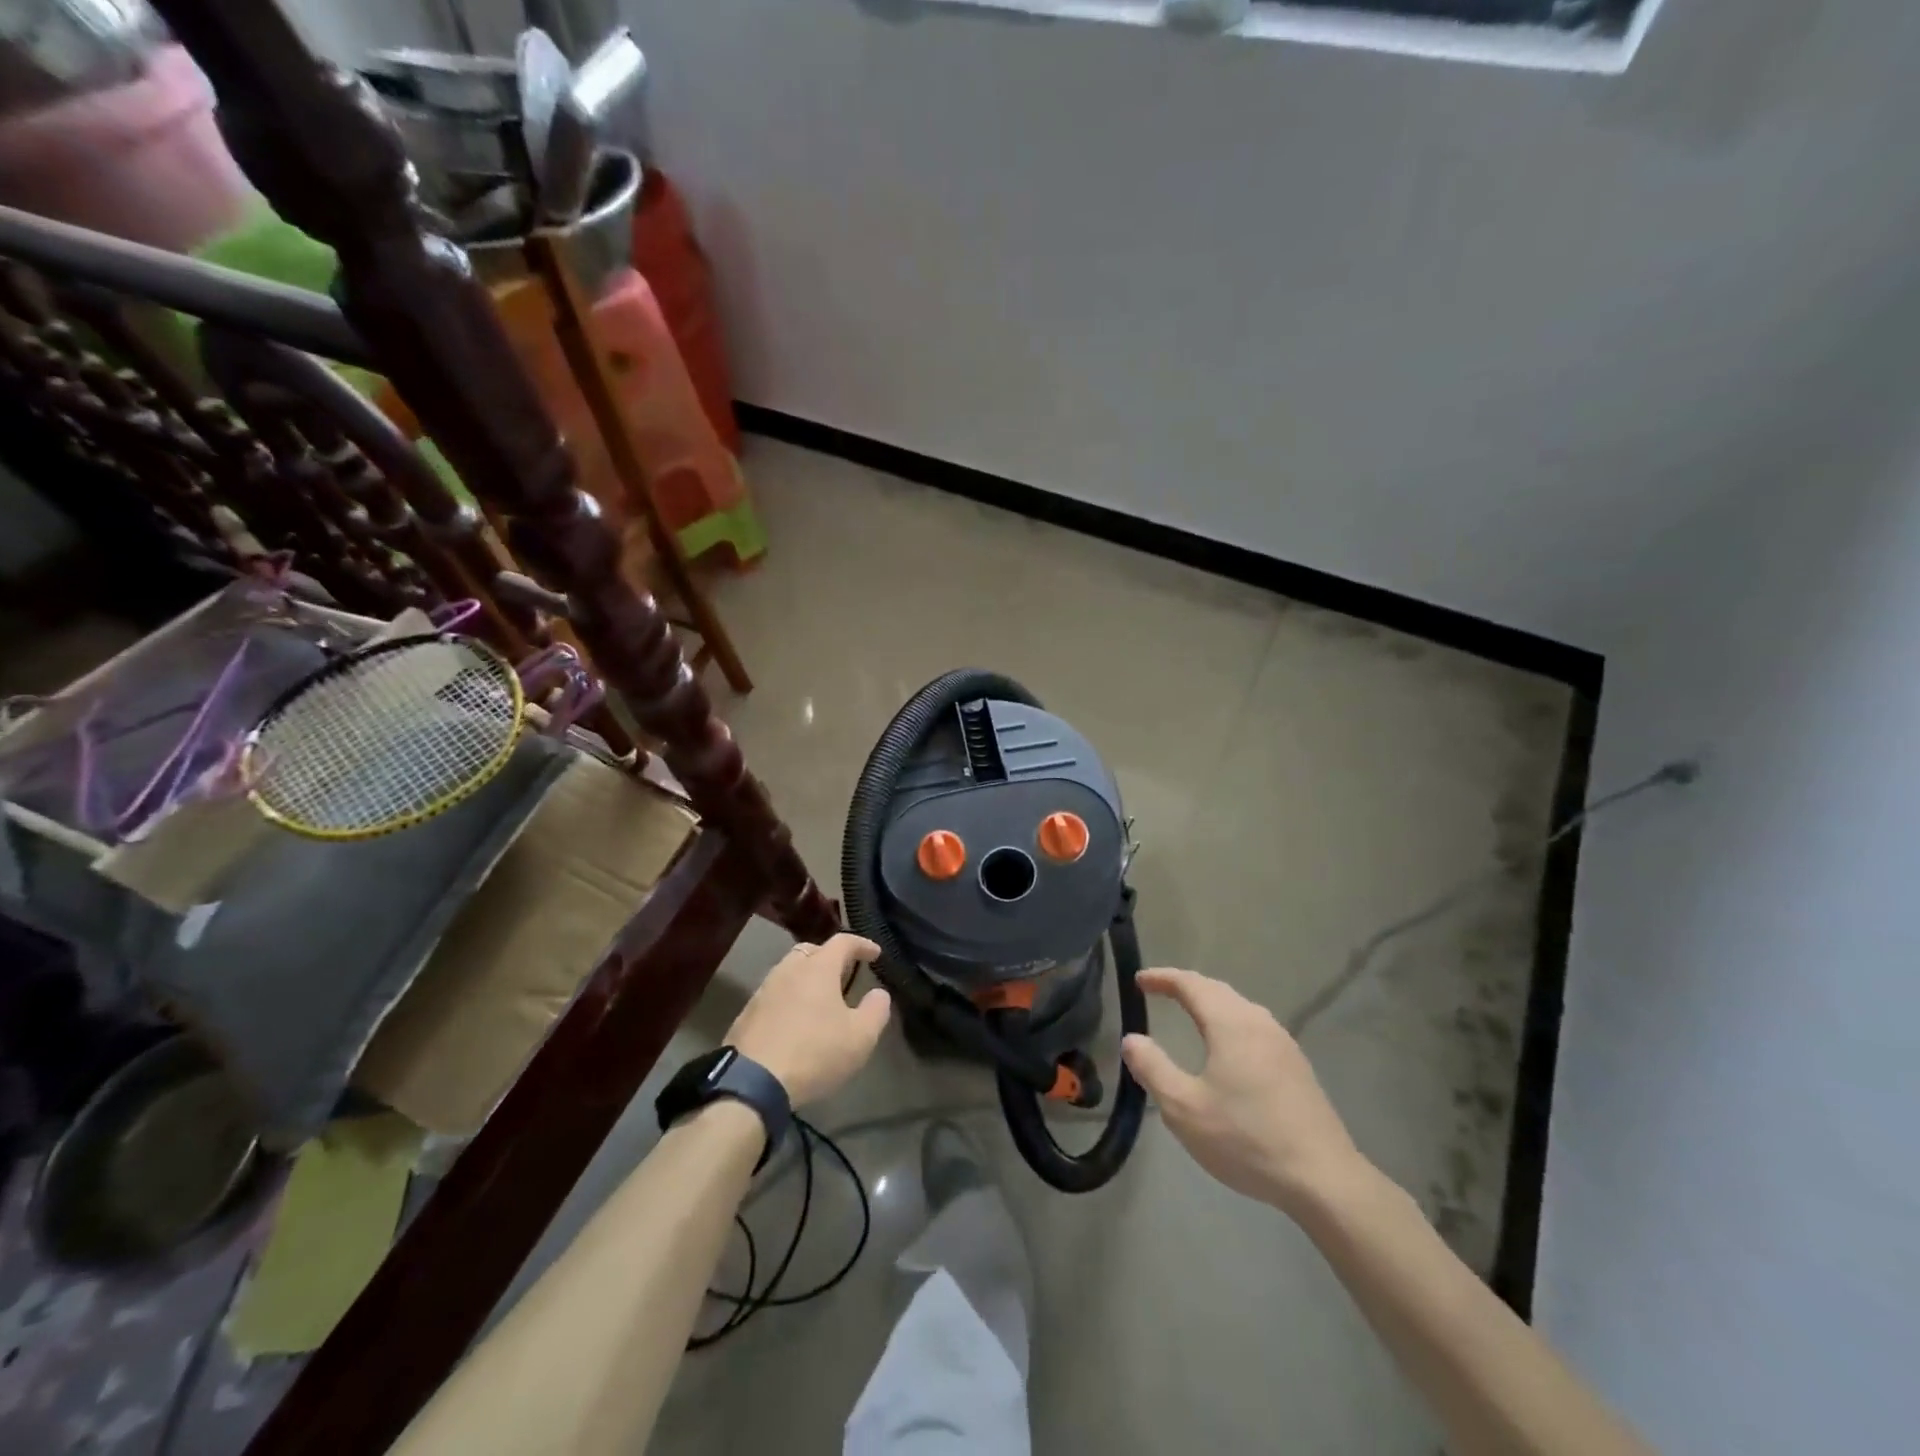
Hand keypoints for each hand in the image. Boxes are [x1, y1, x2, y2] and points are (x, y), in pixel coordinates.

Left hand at [727, 934, 891, 1106]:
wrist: (751, 1083)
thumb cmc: (814, 1053)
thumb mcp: (860, 1037)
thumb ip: (876, 1010)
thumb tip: (879, 993)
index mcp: (818, 968)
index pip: (843, 942)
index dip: (862, 944)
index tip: (875, 953)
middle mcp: (788, 970)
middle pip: (811, 951)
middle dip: (830, 957)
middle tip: (844, 973)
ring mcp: (763, 990)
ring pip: (789, 971)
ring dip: (807, 978)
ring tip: (820, 998)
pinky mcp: (746, 1013)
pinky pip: (774, 994)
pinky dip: (789, 998)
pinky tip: (795, 1020)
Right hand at [1122, 967, 1367, 1214]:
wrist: (1324, 1179)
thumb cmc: (1247, 1139)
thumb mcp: (1184, 1109)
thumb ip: (1153, 1069)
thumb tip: (1132, 1039)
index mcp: (1231, 1023)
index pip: (1191, 984)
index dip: (1162, 978)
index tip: (1139, 980)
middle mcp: (1259, 1022)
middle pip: (1217, 990)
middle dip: (1186, 986)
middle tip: (1158, 991)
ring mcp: (1283, 1044)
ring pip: (1239, 1008)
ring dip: (1210, 1004)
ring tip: (1189, 1014)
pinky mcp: (1297, 1067)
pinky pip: (1254, 1027)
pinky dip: (1229, 1022)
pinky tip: (1227, 1048)